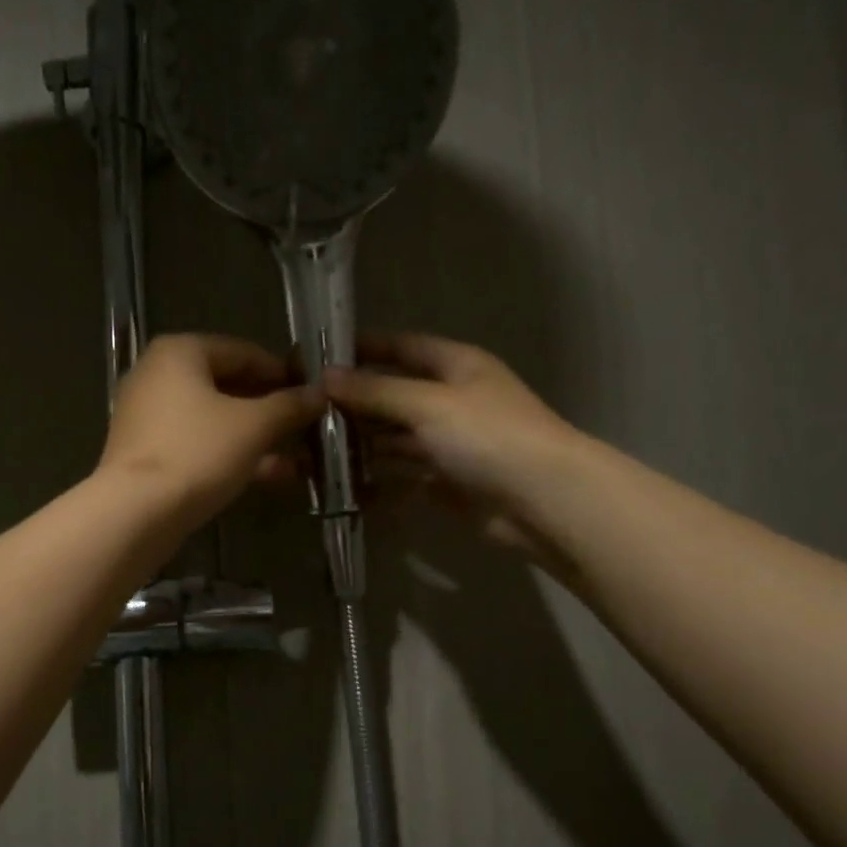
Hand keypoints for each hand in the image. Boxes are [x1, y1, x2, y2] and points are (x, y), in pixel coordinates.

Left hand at [99, 333, 323, 530]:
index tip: (312, 394)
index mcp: (180, 352)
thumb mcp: (254, 426)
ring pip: (215, 420)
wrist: (136, 512)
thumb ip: (289, 406)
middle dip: (271, 410)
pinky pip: (198, 444)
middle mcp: (158, 375)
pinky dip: (231, 455)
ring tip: (299, 458)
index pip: (243, 352)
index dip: (282, 373)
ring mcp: (148, 416)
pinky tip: (269, 475)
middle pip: (227, 386)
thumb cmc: (197, 453)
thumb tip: (319, 393)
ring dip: (257, 437)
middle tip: (307, 427)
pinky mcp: (147, 453)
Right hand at [324, 332, 581, 554]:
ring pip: (396, 437)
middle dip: (355, 403)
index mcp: (456, 366)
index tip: (320, 358)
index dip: (365, 349)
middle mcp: (451, 400)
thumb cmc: (488, 435)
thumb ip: (376, 391)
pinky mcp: (446, 480)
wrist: (541, 499)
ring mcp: (449, 442)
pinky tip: (344, 483)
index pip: (402, 348)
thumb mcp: (428, 404)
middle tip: (305, 413)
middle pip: (394, 395)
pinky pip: (404, 474)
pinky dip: (378, 478)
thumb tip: (325, 376)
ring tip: (314, 450)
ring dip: (362, 443)